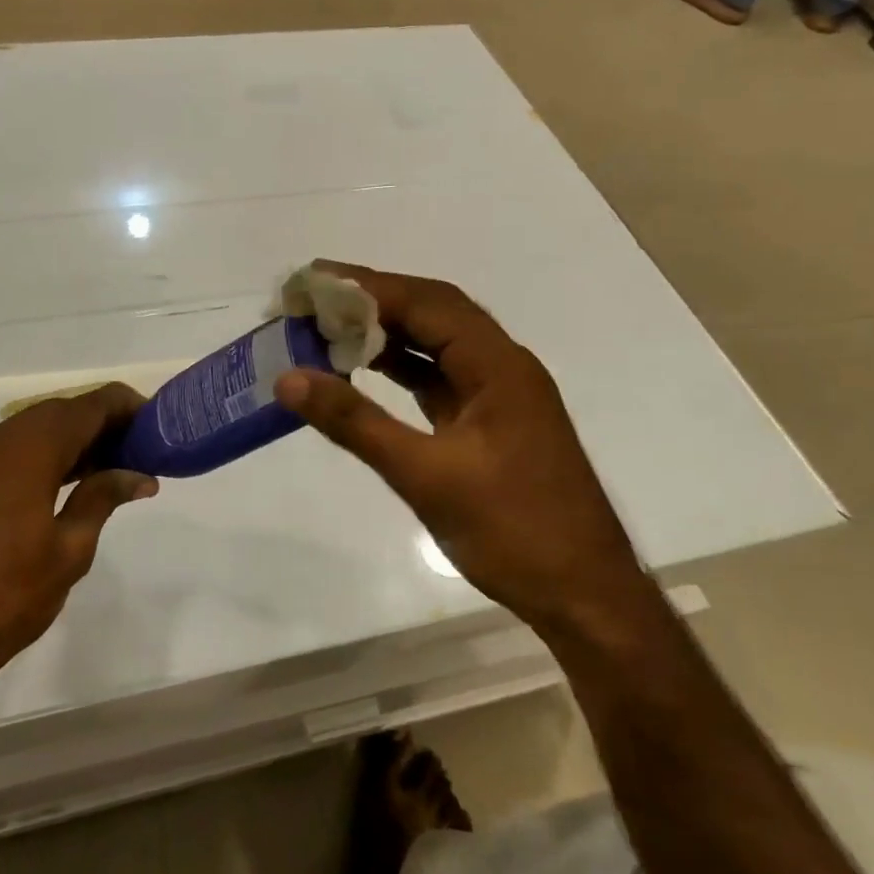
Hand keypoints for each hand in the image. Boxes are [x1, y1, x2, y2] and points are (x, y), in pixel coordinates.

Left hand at [0, 384, 157, 688]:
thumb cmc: (5, 596)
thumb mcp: (69, 549)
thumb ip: (102, 498)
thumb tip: (139, 476)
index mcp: (26, 450)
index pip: (88, 406)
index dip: (126, 407)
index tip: (157, 424)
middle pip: (61, 412)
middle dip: (103, 423)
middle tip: (141, 449)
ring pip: (35, 429)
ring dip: (75, 439)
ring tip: (116, 465)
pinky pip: (14, 449)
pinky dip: (48, 454)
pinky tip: (74, 480)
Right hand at [274, 264, 634, 626]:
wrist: (583, 594)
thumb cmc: (512, 530)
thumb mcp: (425, 475)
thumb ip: (356, 423)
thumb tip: (290, 380)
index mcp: (499, 366)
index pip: (428, 303)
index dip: (369, 287)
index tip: (314, 278)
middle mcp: (503, 367)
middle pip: (434, 314)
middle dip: (374, 301)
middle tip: (315, 298)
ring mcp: (499, 396)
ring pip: (437, 346)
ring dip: (387, 334)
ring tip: (329, 327)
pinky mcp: (490, 423)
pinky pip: (440, 379)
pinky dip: (402, 369)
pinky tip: (365, 371)